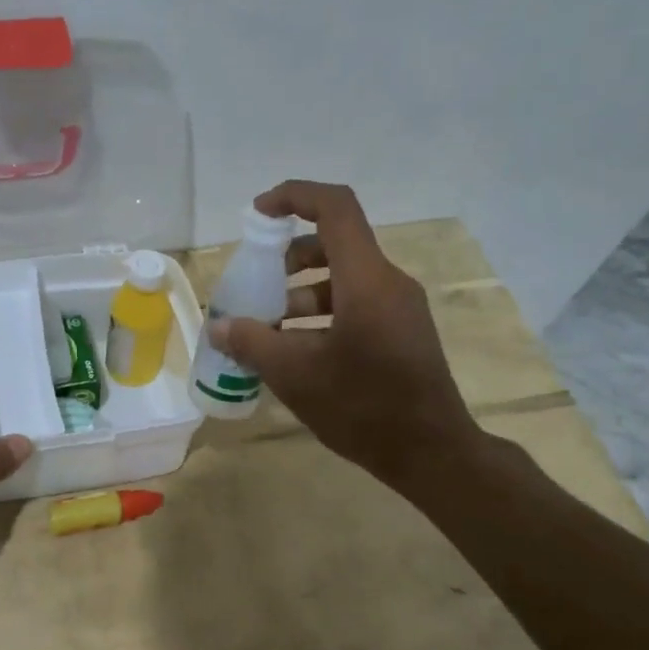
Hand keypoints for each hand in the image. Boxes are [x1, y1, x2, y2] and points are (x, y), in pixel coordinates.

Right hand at [210, 180, 481, 491]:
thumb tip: (218, 327)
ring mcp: (400, 308)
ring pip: (344, 279)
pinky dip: (322, 314)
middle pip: (336, 243)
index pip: (335, 208)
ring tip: (269, 329)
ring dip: (302, 293)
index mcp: (366, 280)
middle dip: (289, 256)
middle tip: (258, 284)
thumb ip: (252, 343)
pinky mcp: (403, 332)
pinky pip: (357, 304)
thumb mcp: (295, 375)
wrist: (431, 453)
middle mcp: (389, 283)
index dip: (294, 196)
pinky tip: (298, 351)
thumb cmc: (363, 407)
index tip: (257, 214)